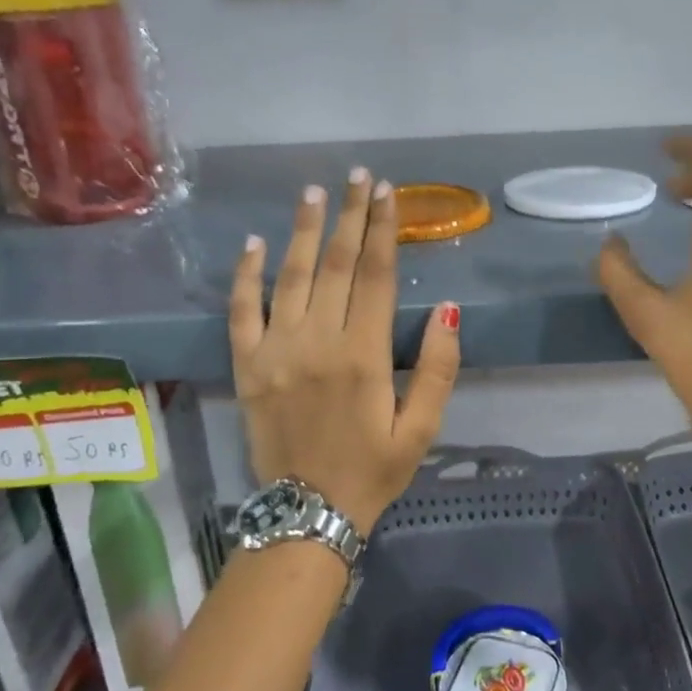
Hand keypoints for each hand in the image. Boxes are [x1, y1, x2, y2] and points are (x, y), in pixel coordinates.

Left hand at [230, 169, 460, 533]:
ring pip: (290, 276)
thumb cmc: (373, 470)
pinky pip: (242, 311)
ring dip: (303, 230)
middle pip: (335, 264)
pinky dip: (247, 275)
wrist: (307, 514)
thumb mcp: (422, 428)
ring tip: (314, 192)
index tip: (388, 192)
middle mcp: (317, 342)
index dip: (382, 230)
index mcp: (363, 355)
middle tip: (358, 176)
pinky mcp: (247, 366)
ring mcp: (276, 351)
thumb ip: (438, 367)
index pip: (375, 275)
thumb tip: (449, 308)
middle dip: (350, 216)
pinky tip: (255, 243)